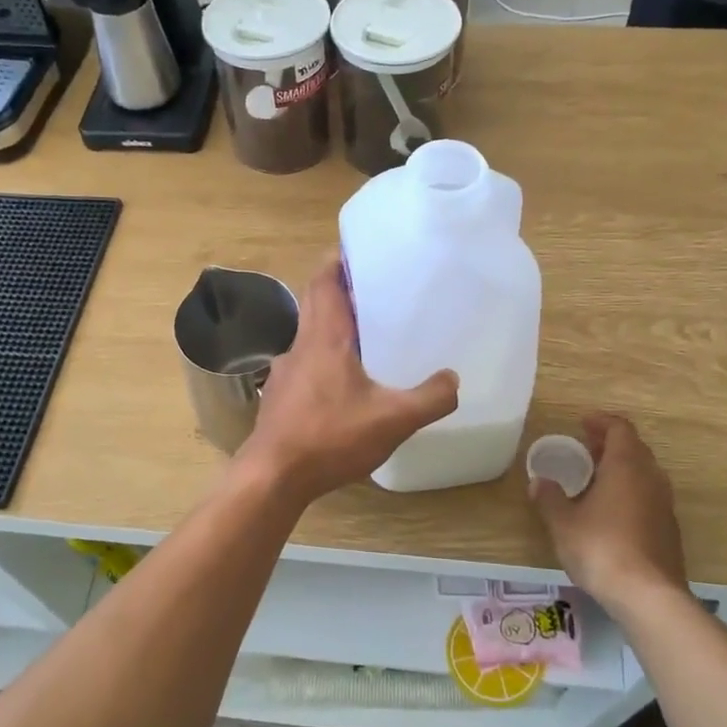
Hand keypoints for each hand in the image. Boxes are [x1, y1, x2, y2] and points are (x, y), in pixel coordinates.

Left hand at [236, 257, 458, 502]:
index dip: (338, 260)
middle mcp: (301, 345)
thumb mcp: (392, 420)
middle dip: (339, 288)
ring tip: (367, 333)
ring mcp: (286, 372)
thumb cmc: (330, 437)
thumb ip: (429, 398)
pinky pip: (306, 362)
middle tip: (374, 287)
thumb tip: (454, 379)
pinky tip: (346, 382)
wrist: (273, 477)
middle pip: (315, 301)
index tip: (360, 249)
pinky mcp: (281, 396)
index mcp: (324, 337)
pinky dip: (325, 356)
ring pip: (310, 333)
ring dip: (333, 324)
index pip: (324, 281)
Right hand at [528, 414, 687, 608]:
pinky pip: (648, 496)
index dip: (601, 422)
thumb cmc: (601, 548)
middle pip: (634, 448)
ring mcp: (664, 504)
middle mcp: (651, 478)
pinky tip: (611, 511)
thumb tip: (538, 481)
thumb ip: (549, 498)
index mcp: (626, 466)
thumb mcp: (563, 522)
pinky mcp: (669, 529)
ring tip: (595, 478)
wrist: (649, 595)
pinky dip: (630, 492)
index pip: (619, 429)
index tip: (582, 423)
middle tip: (585, 448)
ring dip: (621, 468)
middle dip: (610, 444)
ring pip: (643, 473)